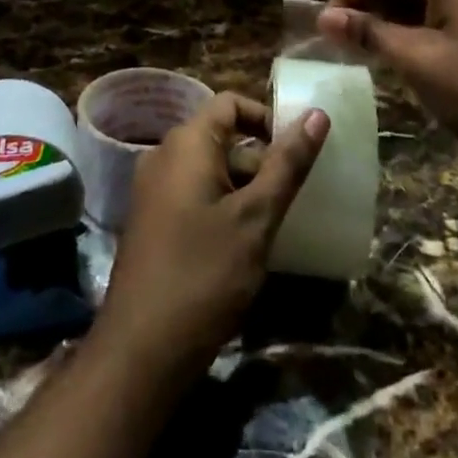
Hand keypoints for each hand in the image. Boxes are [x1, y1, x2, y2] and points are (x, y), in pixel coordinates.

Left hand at [93, 92, 328, 379]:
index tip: (297, 151)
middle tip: (293, 195)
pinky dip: (223, 206)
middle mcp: (165, 156)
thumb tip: (317, 114)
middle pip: (222, 137)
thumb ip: (287, 164)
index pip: (231, 103)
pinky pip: (195, 195)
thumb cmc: (203, 275)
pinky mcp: (152, 223)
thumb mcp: (256, 218)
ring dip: (244, 187)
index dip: (267, 118)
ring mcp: (154, 191)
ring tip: (275, 222)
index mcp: (187, 144)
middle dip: (261, 160)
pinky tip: (245, 244)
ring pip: (211, 170)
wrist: (140, 354)